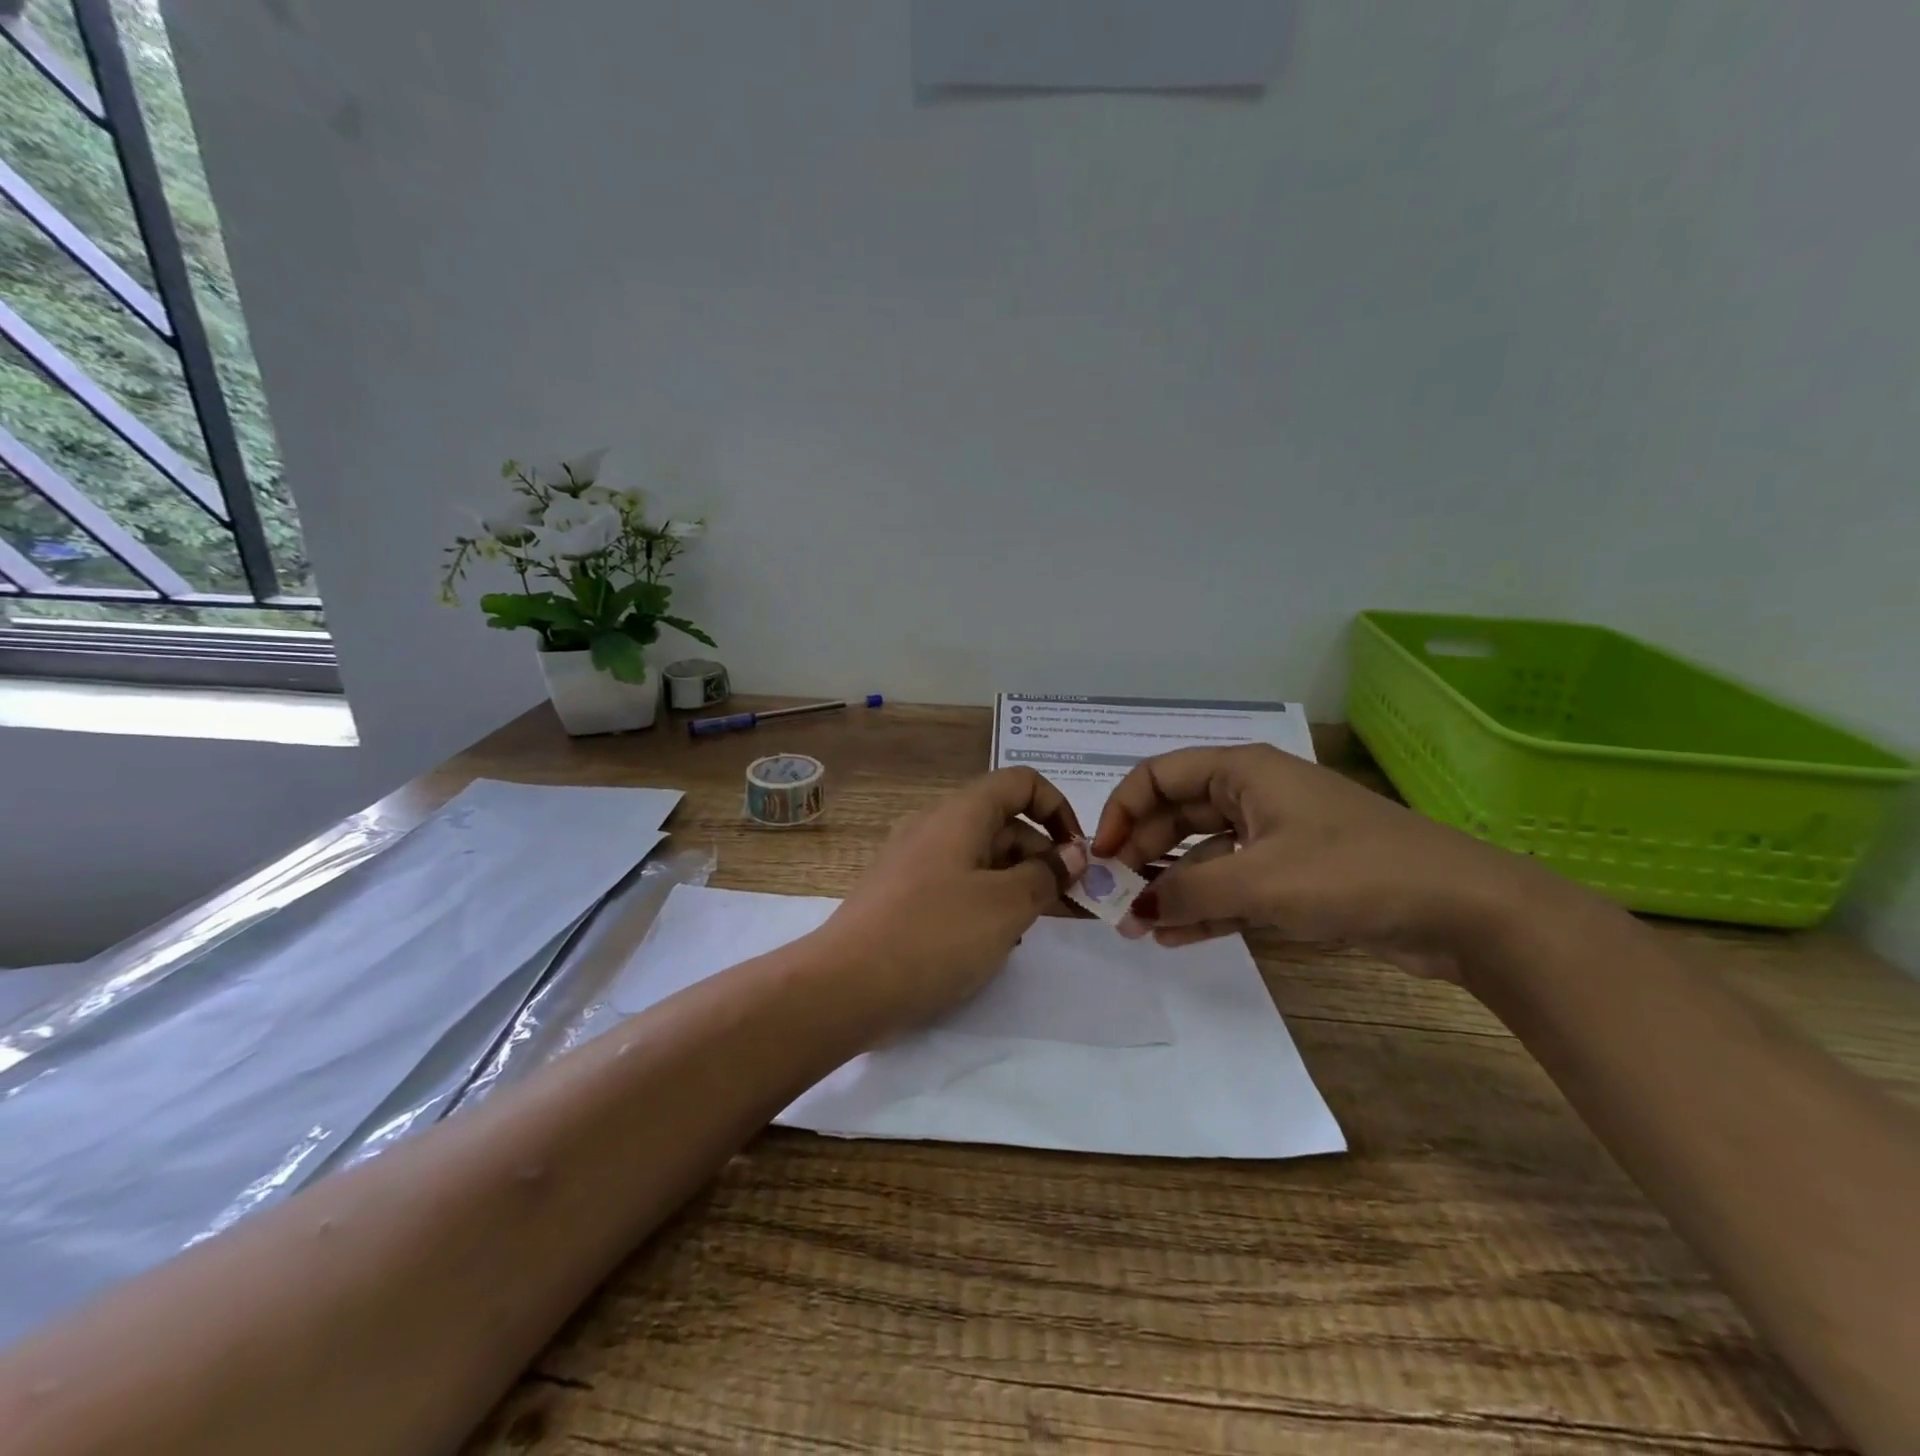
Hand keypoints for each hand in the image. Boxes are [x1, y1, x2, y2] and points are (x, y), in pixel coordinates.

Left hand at [814, 768, 1088, 1035]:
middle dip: (1045, 858)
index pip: (1021, 783)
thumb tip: (1072, 854)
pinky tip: (996, 942)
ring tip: (1038, 927)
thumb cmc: (935, 935)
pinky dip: (986, 903)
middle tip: (1074, 906)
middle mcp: (936, 827)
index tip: (1078, 856)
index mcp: (961, 813)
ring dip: (1019, 884)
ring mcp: (915, 862)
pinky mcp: (903, 897)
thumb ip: (1046, 875)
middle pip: (1004, 824)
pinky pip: (958, 885)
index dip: (1058, 809)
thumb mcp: (1006, 905)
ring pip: (983, 859)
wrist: (846, 986)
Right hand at [1090, 745, 1562, 982]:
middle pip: (1176, 816)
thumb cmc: (1353, 873)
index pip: (1157, 777)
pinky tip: (1174, 937)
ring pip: (1202, 855)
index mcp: (1242, 772)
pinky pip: (1232, 886)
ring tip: (1137, 928)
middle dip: (1142, 856)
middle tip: (1114, 899)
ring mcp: (1274, 837)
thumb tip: (1134, 909)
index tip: (1100, 857)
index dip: (1122, 811)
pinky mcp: (1294, 876)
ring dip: (1170, 887)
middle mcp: (1253, 796)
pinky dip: (1204, 908)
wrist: (1464, 911)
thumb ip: (1189, 892)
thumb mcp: (1261, 881)